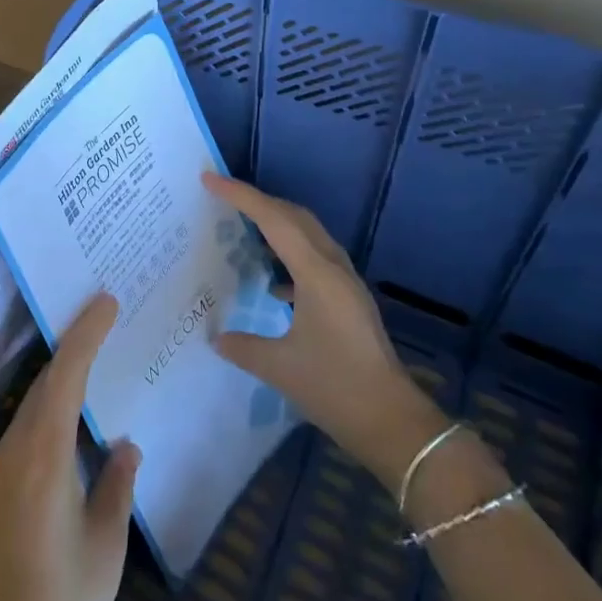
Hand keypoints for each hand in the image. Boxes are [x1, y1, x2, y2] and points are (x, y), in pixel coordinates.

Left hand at [0, 294, 141, 600]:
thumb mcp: (106, 542)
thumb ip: (116, 484)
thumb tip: (126, 444)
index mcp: (44, 456)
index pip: (65, 377)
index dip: (85, 335)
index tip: (105, 302)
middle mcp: (13, 450)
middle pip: (44, 382)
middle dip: (73, 344)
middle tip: (103, 314)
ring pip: (31, 402)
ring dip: (59, 375)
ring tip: (92, 352)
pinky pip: (24, 427)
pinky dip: (48, 405)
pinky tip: (69, 413)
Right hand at [206, 174, 446, 490]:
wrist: (392, 421)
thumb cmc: (335, 387)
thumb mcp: (280, 368)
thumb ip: (243, 347)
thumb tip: (216, 337)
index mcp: (316, 273)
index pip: (273, 219)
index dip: (240, 195)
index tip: (209, 179)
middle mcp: (333, 267)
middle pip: (293, 216)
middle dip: (258, 201)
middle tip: (222, 197)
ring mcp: (345, 282)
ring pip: (307, 234)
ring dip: (276, 224)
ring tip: (243, 229)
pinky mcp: (349, 298)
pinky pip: (314, 257)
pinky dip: (289, 254)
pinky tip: (273, 284)